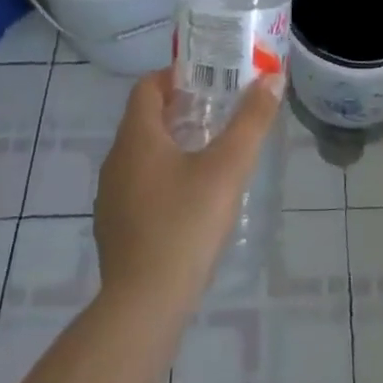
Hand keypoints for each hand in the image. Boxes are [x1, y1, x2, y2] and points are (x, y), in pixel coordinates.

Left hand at [93, 68, 282, 312]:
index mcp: (137, 137)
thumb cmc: (185, 224)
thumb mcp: (228, 168)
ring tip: (211, 153)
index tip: (208, 78)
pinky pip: (138, 185)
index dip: (176, 75)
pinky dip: (162, 177)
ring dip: (172, 144)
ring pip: (141, 154)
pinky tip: (191, 199)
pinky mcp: (114, 227)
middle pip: (145, 119)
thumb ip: (251, 121)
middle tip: (219, 112)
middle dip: (181, 109)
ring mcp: (110, 196)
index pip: (147, 87)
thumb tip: (272, 78)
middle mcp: (116, 160)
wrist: (143, 306)